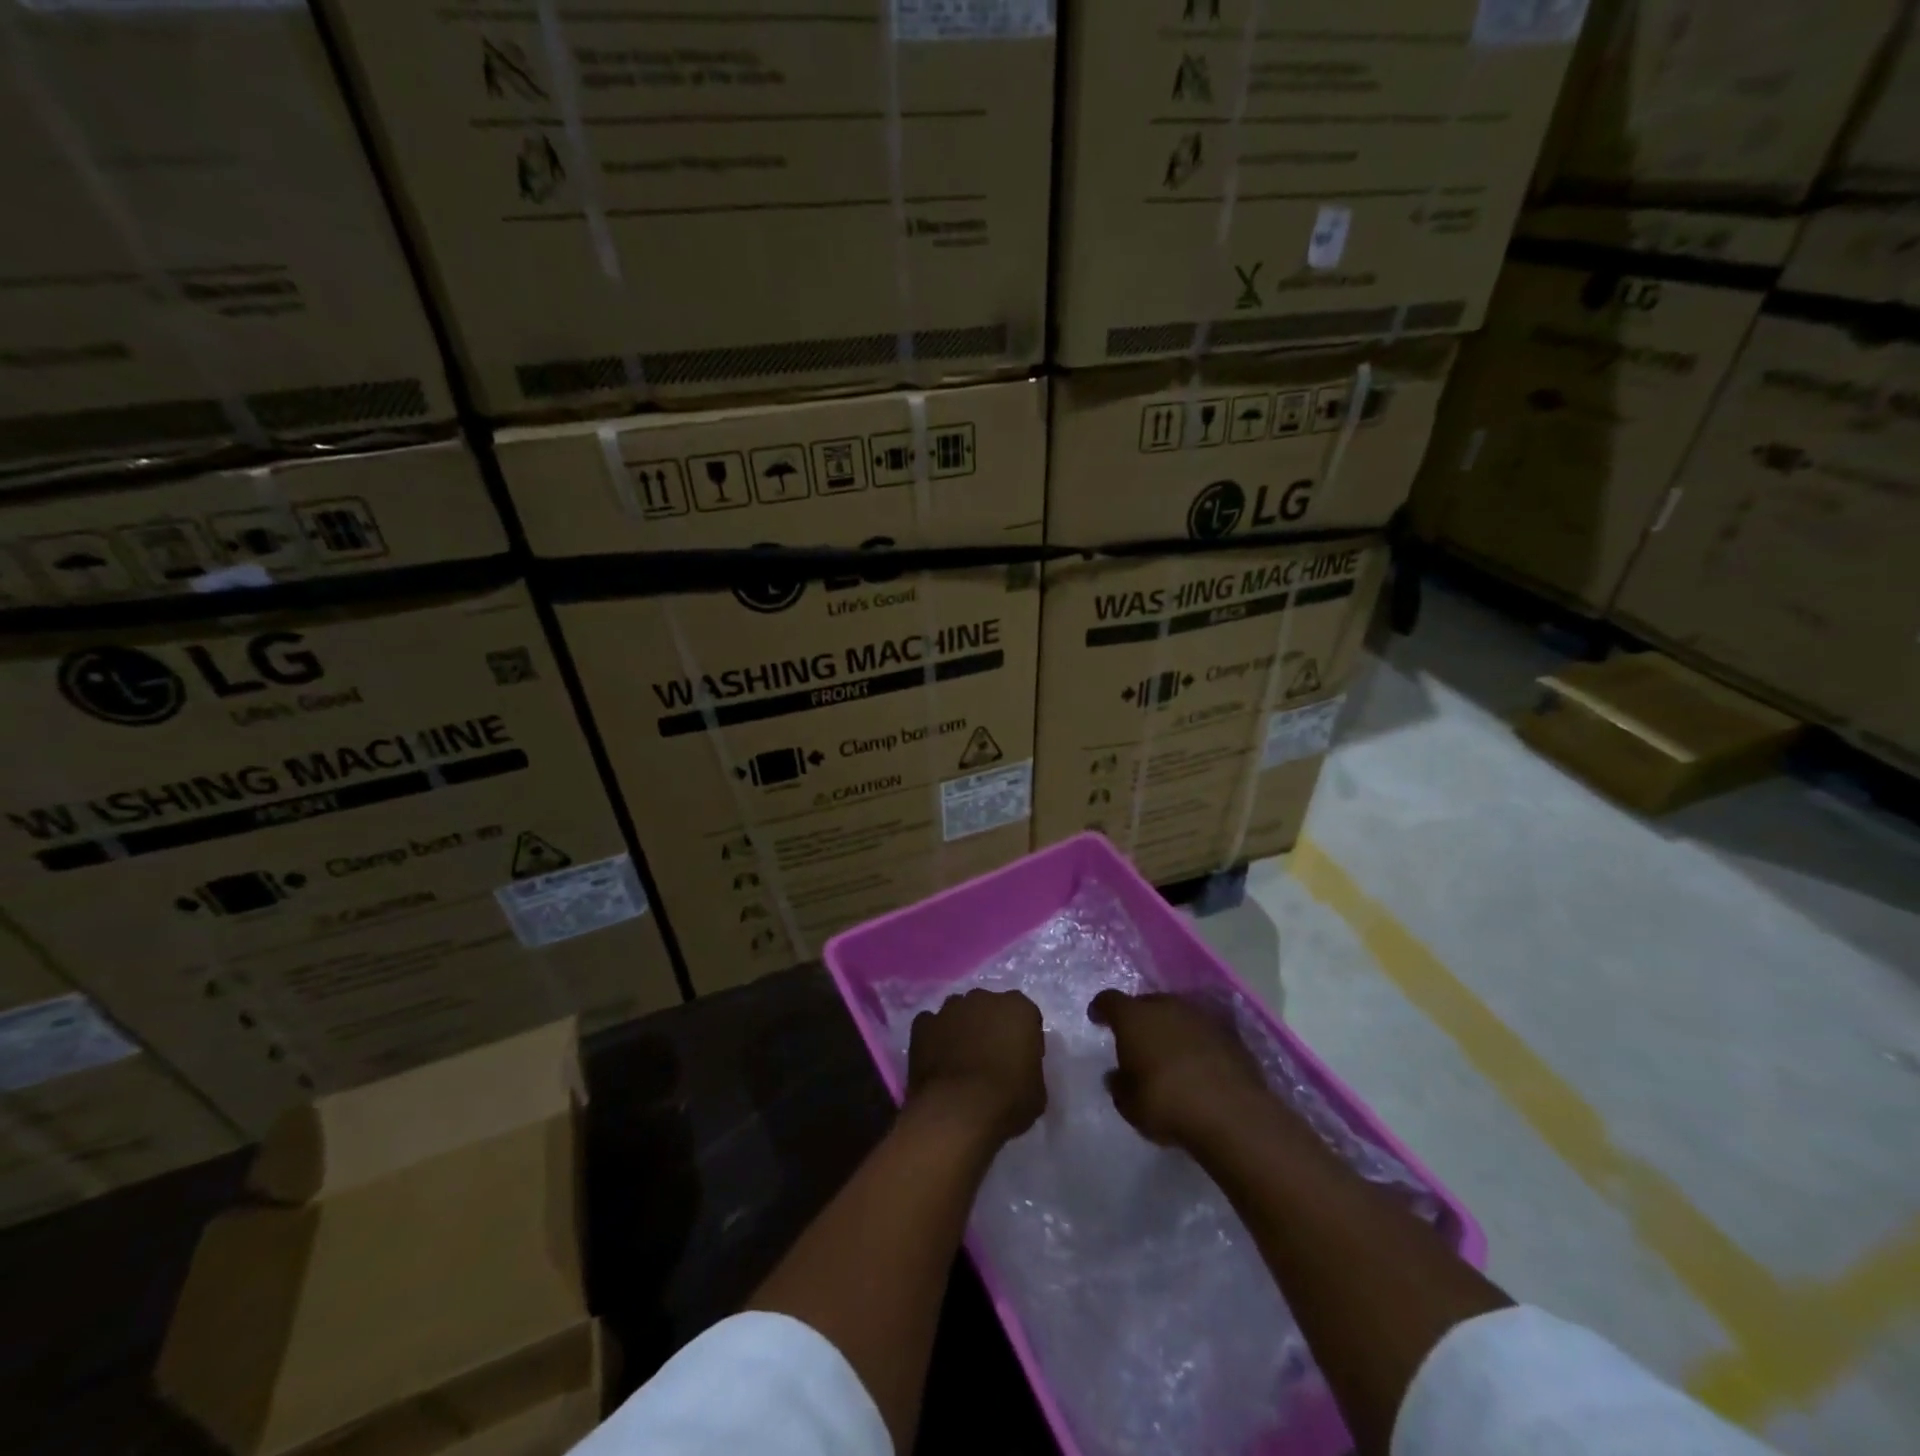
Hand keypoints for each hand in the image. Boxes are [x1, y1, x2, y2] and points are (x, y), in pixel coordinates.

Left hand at [907, 989, 1046, 1141]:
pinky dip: (934, 1037)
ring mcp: (950, 1008)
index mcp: (1018, 1008)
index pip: (1026, 1016)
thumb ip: (1030, 1068)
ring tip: (960, 1059)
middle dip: (991, 1026)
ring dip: (961, 1028)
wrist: (957, 1112)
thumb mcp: (1037, 1091)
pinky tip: (936, 1060)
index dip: (1024, 1037)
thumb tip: (1019, 1070)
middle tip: (990, 1057)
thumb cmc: (1007, 1100)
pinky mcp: (923, 1024)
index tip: (1022, 1060)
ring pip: (959, 1012)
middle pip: (990, 1008)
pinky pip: (931, 1025)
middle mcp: (984, 998)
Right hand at [1089, 990, 1270, 1146]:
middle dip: (1139, 1018)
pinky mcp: (1229, 1033)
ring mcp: (1200, 1016)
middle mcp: (1166, 1006)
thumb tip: (1117, 1075)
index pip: (1109, 1000)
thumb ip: (1119, 1085)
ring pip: (1176, 1014)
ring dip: (1169, 1028)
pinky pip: (1202, 1031)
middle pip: (1146, 1003)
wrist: (1232, 1114)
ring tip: (1168, 1052)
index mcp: (1134, 1017)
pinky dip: (1195, 1042)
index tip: (1097, 1019)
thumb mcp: (1129, 1104)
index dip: (1101, 1009)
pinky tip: (1197, 1063)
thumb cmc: (1167, 1104)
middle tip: (1136, 1040)